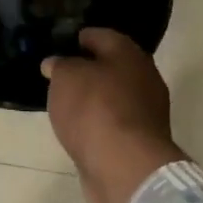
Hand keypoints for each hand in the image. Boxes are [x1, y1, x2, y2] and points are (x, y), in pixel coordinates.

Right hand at [41, 28, 187, 202]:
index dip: (77, 38)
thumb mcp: (65, 78)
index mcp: (128, 53)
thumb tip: (56, 63)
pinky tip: (80, 128)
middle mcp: (143, 77)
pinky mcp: (141, 140)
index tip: (57, 46)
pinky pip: (114, 122)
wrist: (125, 167)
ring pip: (114, 95)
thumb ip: (59, 65)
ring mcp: (146, 111)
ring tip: (65, 103)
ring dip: (93, 98)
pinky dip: (98, 123)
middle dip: (87, 69)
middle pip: (111, 66)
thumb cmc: (94, 110)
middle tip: (59, 76)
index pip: (99, 35)